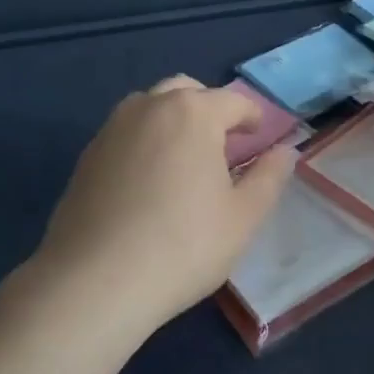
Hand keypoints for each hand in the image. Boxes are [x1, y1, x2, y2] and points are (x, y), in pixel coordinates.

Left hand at [34, 75, 294, 338]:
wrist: (94, 282)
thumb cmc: (183, 246)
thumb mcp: (243, 217)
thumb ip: (269, 177)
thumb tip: (286, 150)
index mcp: (193, 113)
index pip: (233, 101)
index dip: (252, 116)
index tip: (260, 135)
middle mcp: (150, 107)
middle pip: (187, 91)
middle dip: (210, 109)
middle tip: (223, 143)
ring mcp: (112, 128)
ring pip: (151, 106)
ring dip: (173, 119)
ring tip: (184, 158)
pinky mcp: (87, 155)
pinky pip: (125, 132)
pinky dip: (144, 140)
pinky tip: (148, 180)